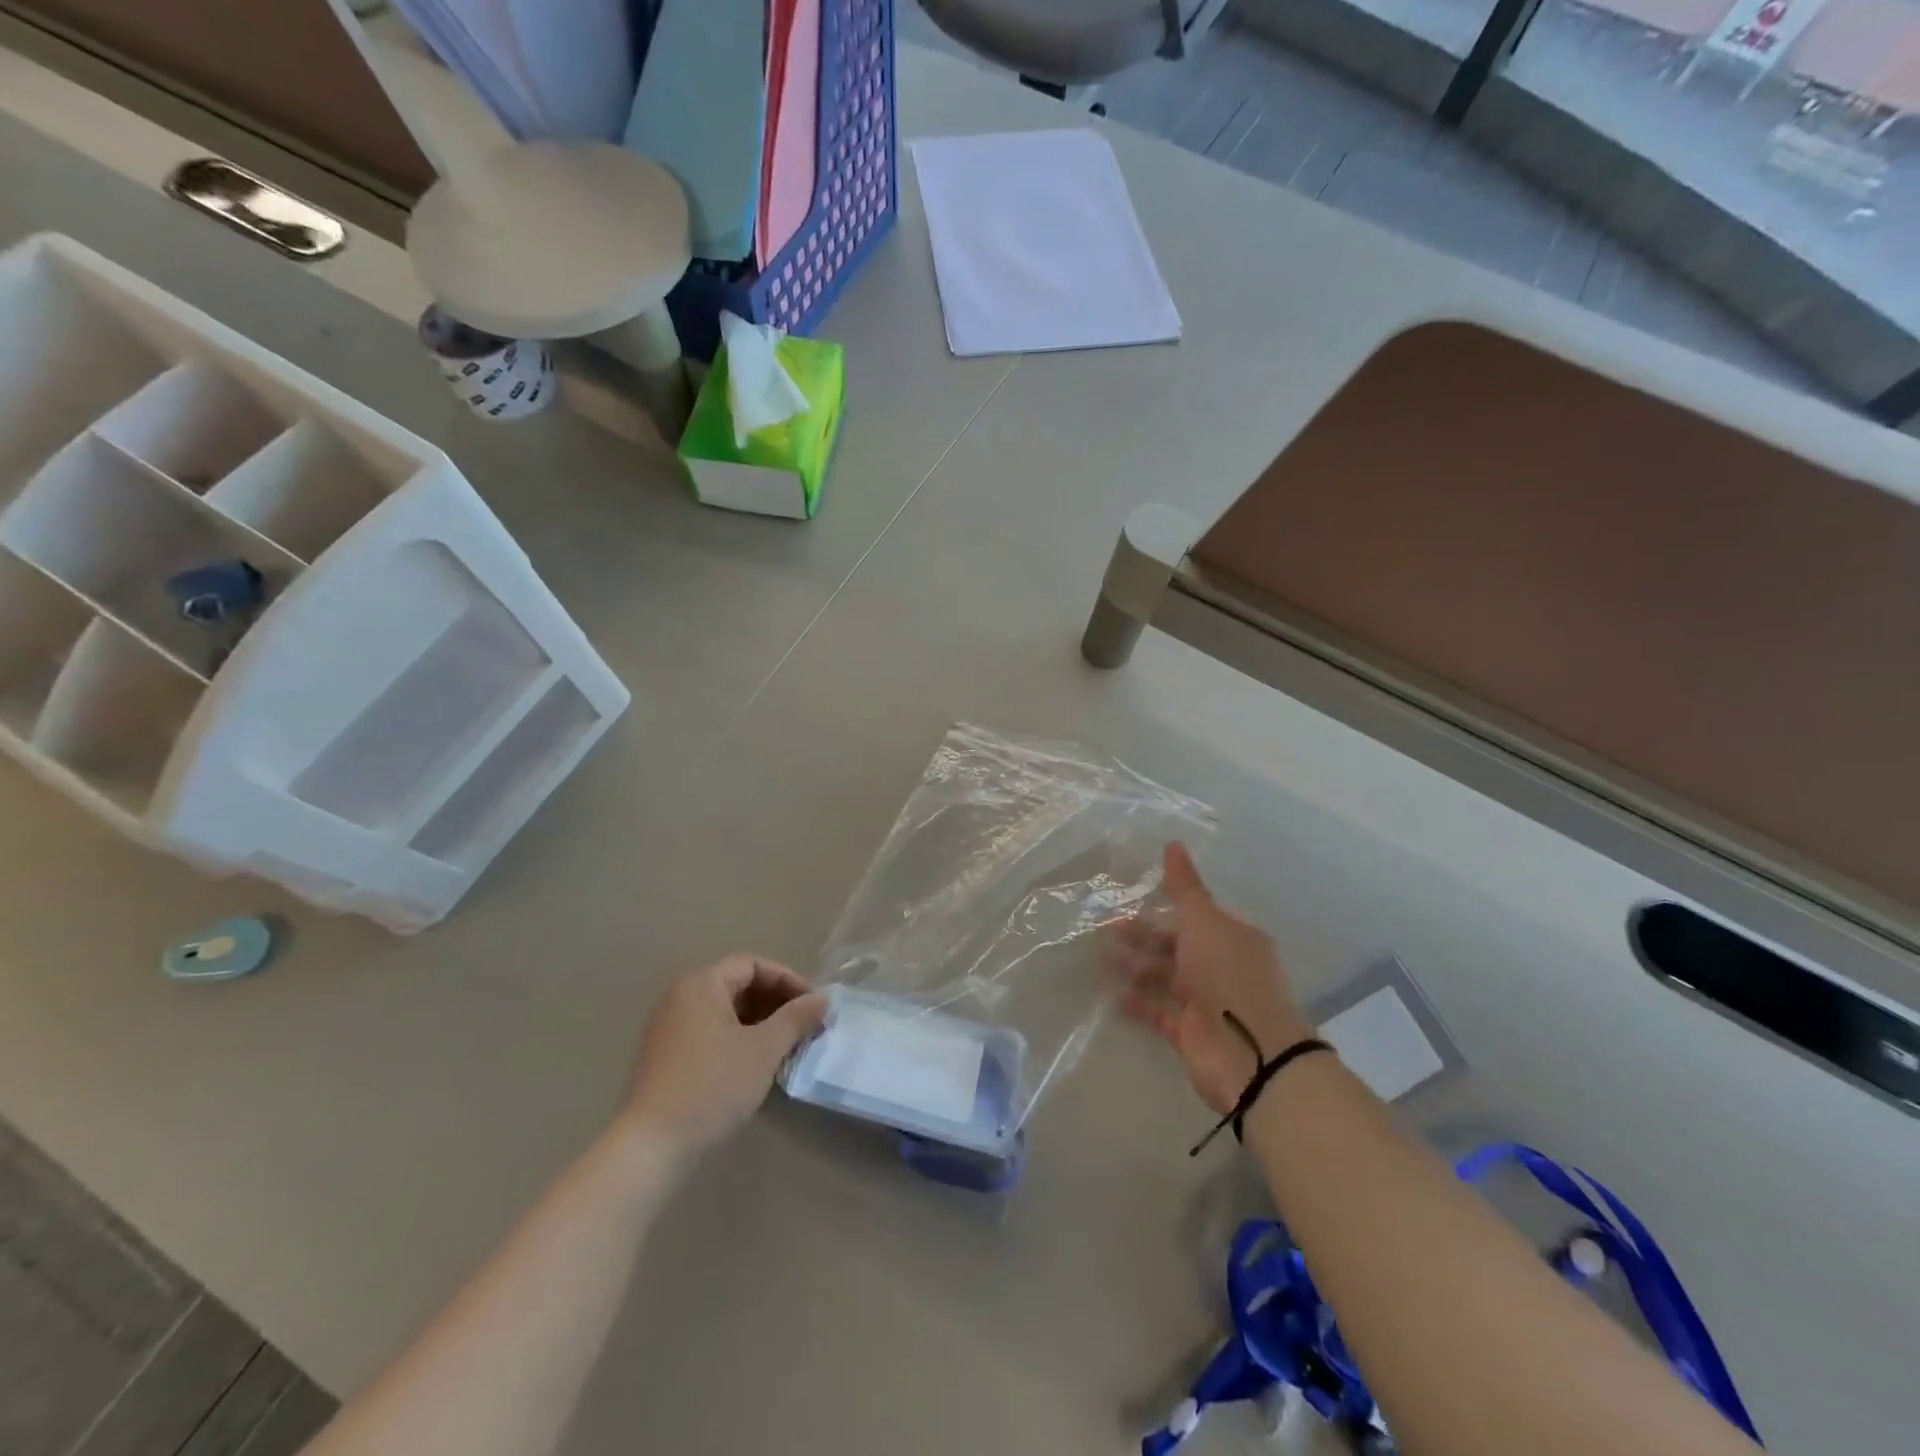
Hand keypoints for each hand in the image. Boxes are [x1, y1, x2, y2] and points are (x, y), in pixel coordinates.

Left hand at [623, 956, 827, 1161]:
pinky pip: (711, 1031)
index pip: (753, 964)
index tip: (813, 1004)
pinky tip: (757, 1062)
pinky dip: (738, 1037)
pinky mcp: (667, 1055)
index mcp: (702, 982)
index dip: (788, 979)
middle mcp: (681, 995)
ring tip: (787, 1044)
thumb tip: (823, 998)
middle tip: (804, 1025)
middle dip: (775, 1001)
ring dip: (760, 1021)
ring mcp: (670, 1026)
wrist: (652, 1144)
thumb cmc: (713, 1084)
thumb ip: (796, 1018)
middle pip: (738, 984)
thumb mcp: (764, 1049)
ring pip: (725, 1010)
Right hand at [1114, 843, 1312, 1114]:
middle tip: (1104, 929)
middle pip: (1176, 946)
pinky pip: (1158, 1011)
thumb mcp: (1204, 922)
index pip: (1196, 916)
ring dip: (1135, 967)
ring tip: (1099, 959)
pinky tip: (1110, 994)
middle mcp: (1221, 967)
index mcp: (1233, 938)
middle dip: (1142, 937)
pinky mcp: (1190, 1032)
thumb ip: (1184, 887)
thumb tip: (1173, 843)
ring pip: (1164, 977)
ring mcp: (1206, 1002)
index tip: (1130, 899)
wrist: (1249, 1053)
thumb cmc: (1228, 975)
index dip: (1165, 907)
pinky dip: (1136, 1002)